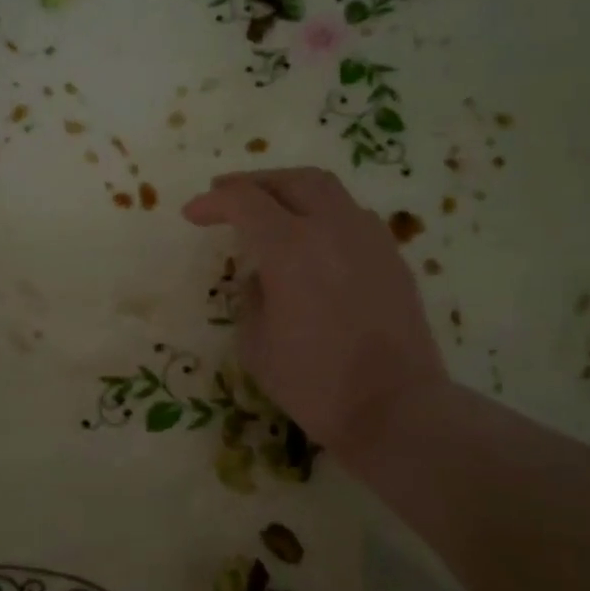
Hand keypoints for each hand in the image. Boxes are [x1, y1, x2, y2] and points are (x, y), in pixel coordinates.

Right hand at [182, 168, 447, 459]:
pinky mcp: (393, 258)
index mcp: (291, 248)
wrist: (396, 409)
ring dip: (291, 192)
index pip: (245, 202)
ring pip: (328, 191)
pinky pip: (352, 217)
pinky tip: (313, 239)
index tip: (193, 214)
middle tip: (228, 194)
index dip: (214, 202)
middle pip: (292, 180)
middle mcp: (333, 229)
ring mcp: (370, 240)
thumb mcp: (256, 344)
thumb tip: (262, 277)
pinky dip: (323, 214)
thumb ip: (252, 298)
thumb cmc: (315, 383)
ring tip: (270, 210)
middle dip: (254, 182)